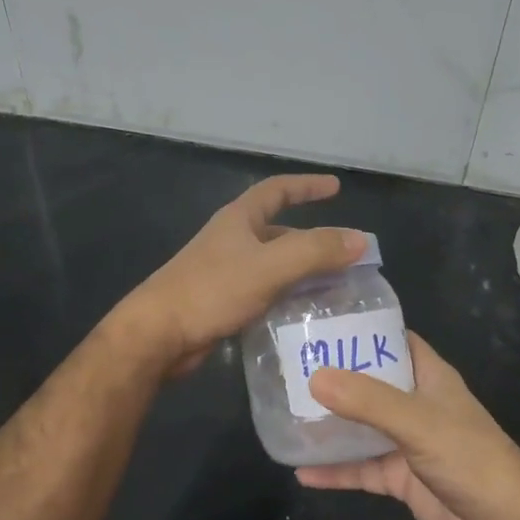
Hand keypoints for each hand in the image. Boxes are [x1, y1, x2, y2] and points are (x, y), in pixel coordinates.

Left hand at [117, 174, 365, 375]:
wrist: (159, 334)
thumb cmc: (212, 291)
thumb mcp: (269, 267)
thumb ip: (315, 251)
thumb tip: (360, 240)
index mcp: (239, 220)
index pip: (277, 190)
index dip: (307, 186)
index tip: (335, 187)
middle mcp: (232, 240)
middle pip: (279, 231)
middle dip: (312, 239)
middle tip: (346, 255)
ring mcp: (225, 272)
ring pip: (273, 264)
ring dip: (302, 271)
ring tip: (335, 287)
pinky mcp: (222, 301)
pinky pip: (264, 291)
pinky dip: (286, 296)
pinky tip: (304, 313)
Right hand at [297, 333, 519, 519]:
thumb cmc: (468, 457)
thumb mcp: (417, 421)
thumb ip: (367, 401)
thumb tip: (314, 377)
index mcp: (429, 377)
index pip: (392, 340)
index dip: (360, 330)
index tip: (318, 324)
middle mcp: (415, 404)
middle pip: (369, 382)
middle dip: (334, 377)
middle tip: (287, 367)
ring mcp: (406, 442)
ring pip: (360, 427)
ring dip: (329, 424)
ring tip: (283, 413)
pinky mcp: (399, 477)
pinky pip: (359, 468)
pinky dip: (334, 470)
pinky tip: (300, 471)